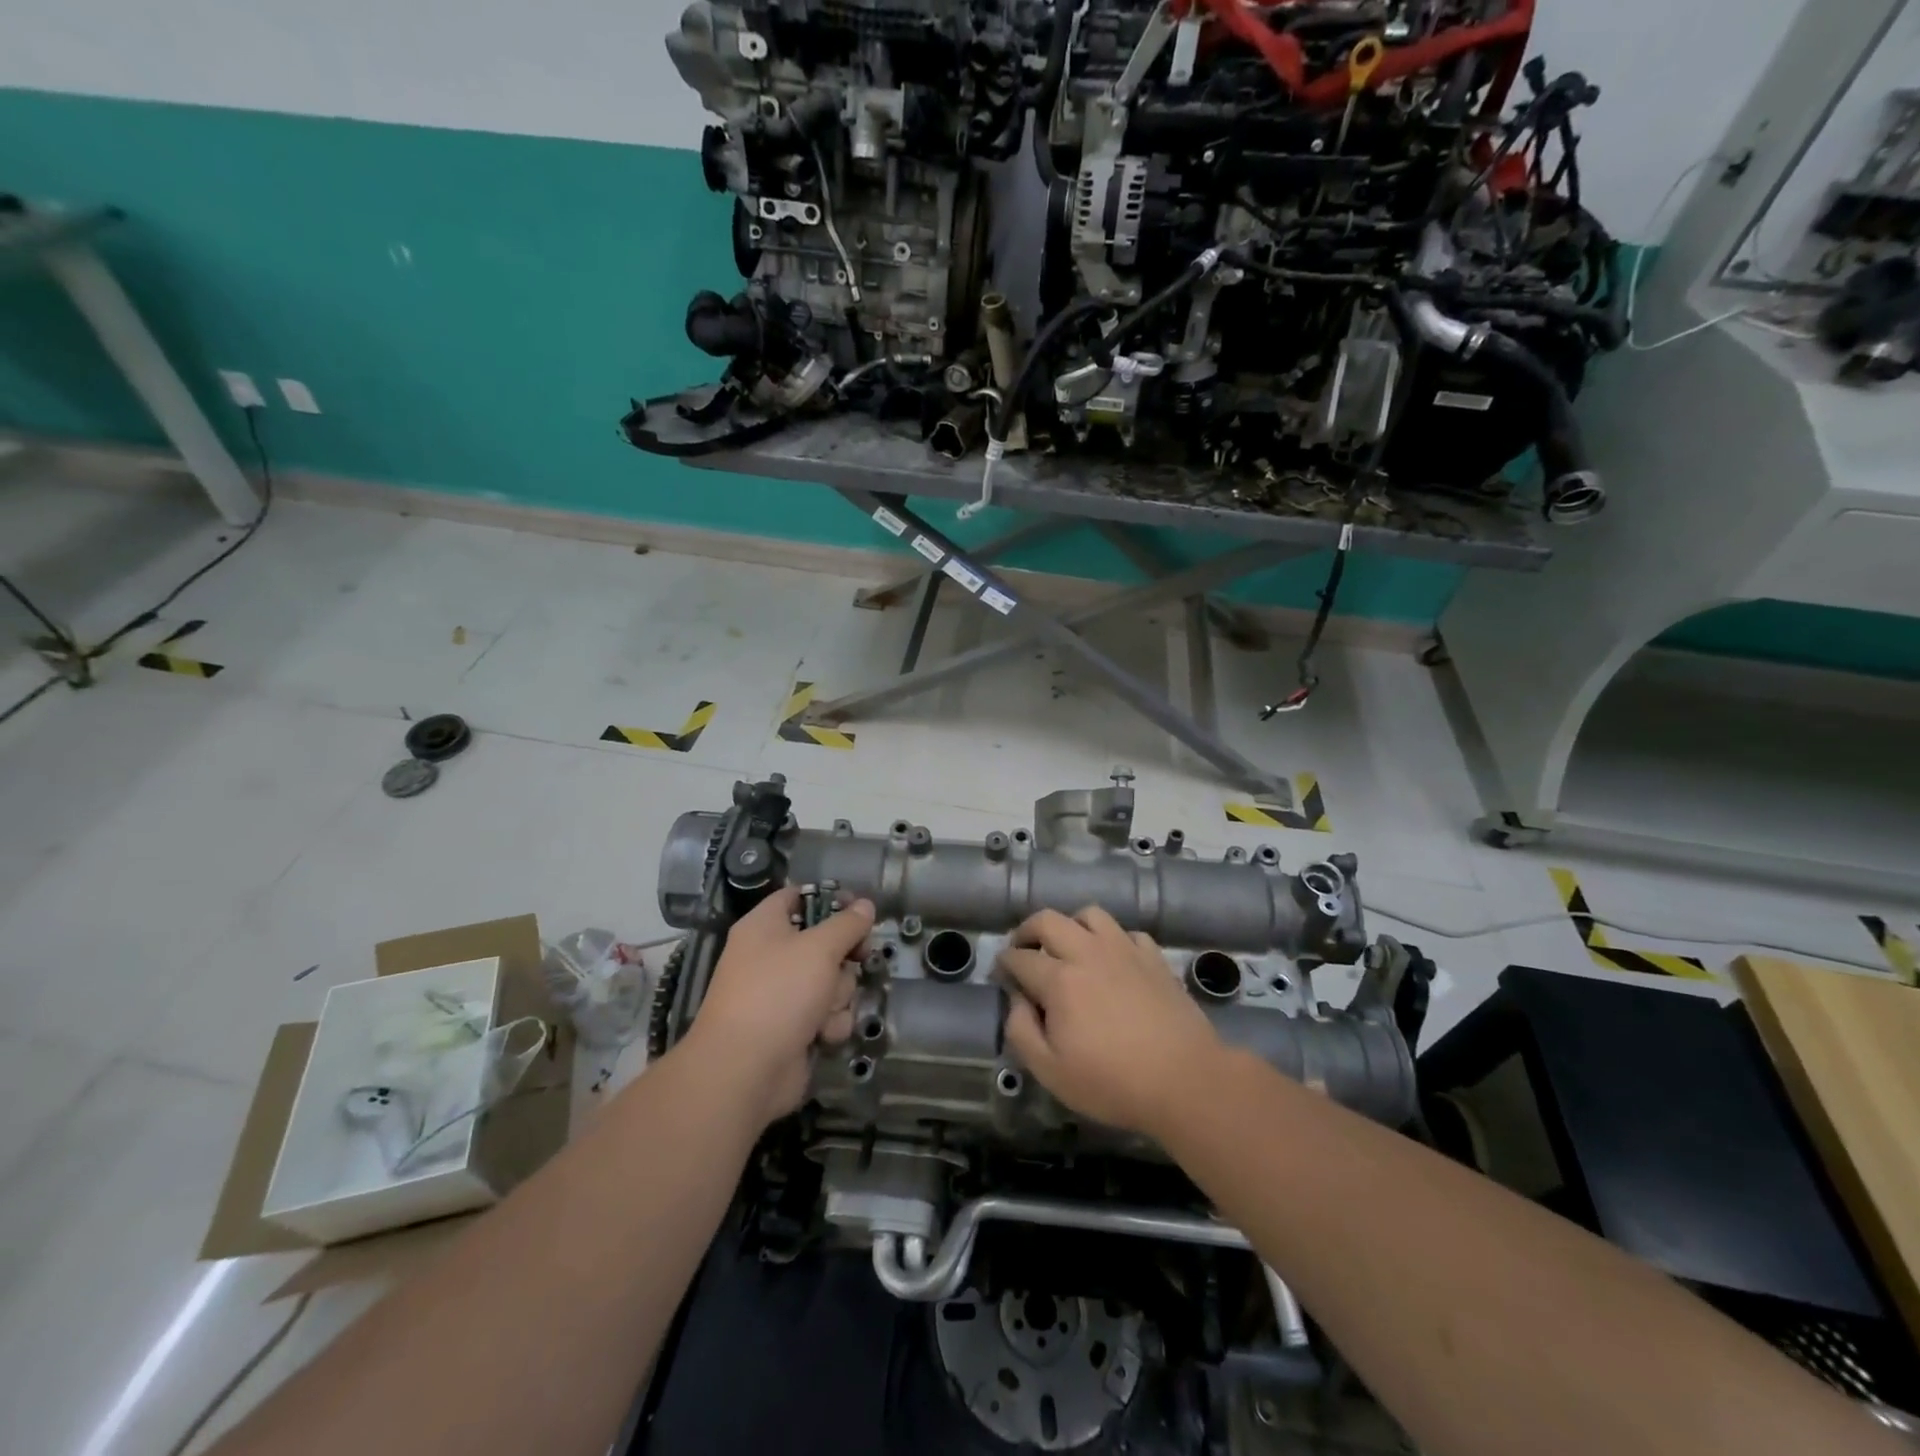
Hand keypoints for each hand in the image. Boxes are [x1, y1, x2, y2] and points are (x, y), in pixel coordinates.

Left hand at [684, 888, 874, 1124]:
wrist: (744, 1070)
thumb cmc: (779, 993)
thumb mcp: (819, 948)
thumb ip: (847, 924)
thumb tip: (865, 905)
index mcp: (765, 926)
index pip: (798, 896)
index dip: (831, 899)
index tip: (860, 909)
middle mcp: (771, 956)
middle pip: (824, 942)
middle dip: (843, 958)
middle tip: (857, 960)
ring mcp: (782, 994)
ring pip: (831, 981)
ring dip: (838, 996)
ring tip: (825, 1010)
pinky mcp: (793, 1028)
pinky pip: (826, 1014)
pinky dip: (829, 1023)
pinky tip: (822, 1035)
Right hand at [999, 907, 1224, 1140]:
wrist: (1186, 1081)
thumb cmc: (1113, 1083)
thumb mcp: (1051, 1071)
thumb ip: (1021, 1031)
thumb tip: (1016, 1000)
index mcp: (1059, 979)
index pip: (1020, 957)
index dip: (1004, 963)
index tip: (1000, 973)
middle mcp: (1088, 952)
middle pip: (1048, 920)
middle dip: (1027, 930)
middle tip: (1024, 950)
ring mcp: (1125, 950)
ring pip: (1090, 915)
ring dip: (1071, 926)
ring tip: (1068, 948)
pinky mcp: (1154, 958)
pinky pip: (1127, 933)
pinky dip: (1112, 940)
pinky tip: (1113, 961)